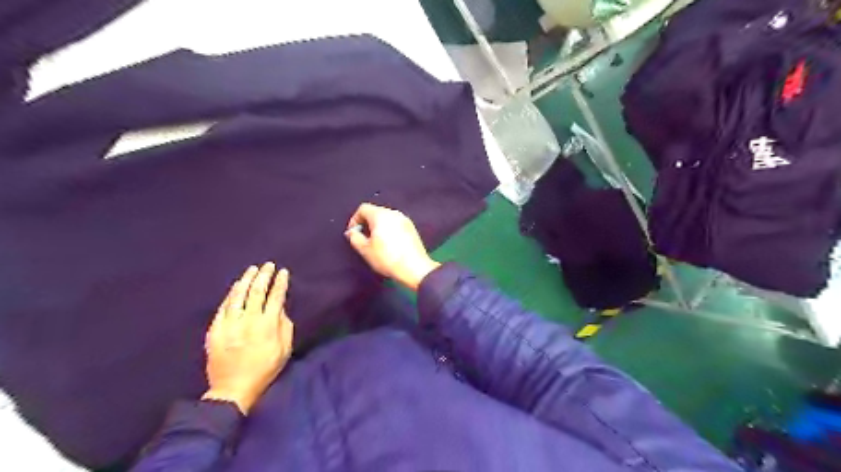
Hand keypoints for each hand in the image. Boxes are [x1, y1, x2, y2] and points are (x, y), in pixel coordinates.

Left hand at [200, 263, 292, 414]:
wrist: (233, 389)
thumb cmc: (265, 369)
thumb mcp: (284, 350)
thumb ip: (285, 326)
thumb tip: (280, 308)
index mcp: (268, 326)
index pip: (276, 297)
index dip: (280, 283)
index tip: (283, 272)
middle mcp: (249, 321)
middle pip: (257, 292)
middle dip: (264, 276)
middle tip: (268, 265)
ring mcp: (230, 324)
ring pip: (238, 296)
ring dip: (246, 280)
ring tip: (252, 270)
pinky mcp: (215, 330)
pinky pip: (223, 307)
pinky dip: (231, 294)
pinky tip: (236, 287)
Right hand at [346, 202, 440, 289]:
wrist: (414, 269)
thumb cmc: (388, 259)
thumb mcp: (365, 250)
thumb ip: (355, 238)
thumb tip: (352, 232)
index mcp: (381, 215)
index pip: (363, 208)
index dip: (355, 220)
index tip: (353, 232)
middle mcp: (394, 213)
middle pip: (375, 212)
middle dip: (366, 223)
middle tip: (363, 239)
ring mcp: (405, 220)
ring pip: (386, 219)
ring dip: (378, 227)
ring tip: (376, 243)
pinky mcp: (412, 228)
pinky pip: (396, 225)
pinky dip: (389, 231)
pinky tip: (389, 245)